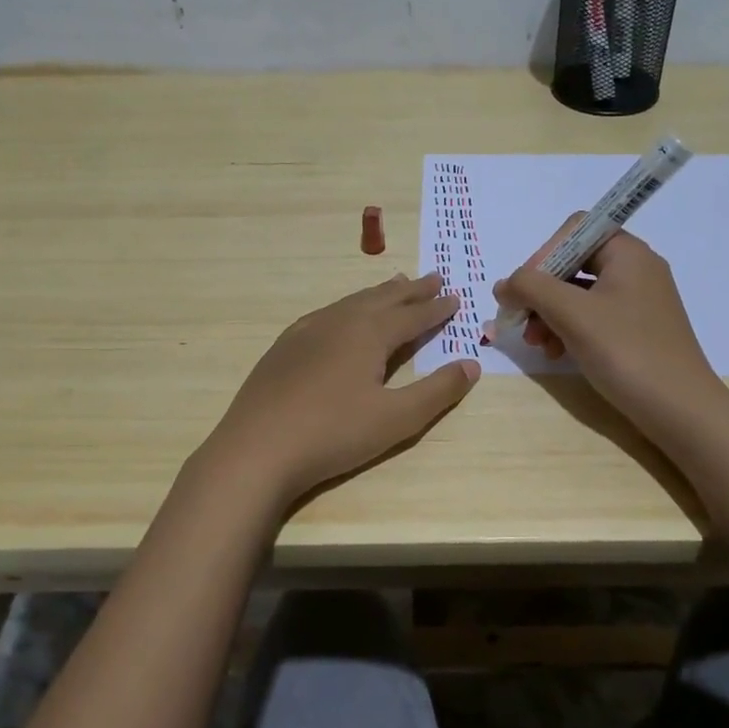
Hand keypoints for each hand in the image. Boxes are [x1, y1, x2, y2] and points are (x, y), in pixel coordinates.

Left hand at [205, 272, 480, 502]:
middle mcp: (339, 321)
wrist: (256, 449)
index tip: (455, 297)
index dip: (436, 308)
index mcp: (369, 334)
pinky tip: (341, 315)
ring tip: (395, 285)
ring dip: (378, 294)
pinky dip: (347, 307)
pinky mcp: (284, 347)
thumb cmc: (333, 434)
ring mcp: (307, 331)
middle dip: (411, 290)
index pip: (412, 315)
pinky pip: (326, 314)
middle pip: (382, 299)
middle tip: (433, 278)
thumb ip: (438, 391)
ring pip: (351, 302)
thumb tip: (472, 364)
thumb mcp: (397, 419)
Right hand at [492, 218, 725, 442]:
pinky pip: (593, 317)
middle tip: (522, 322)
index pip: (574, 231)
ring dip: (550, 314)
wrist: (680, 410)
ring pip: (579, 294)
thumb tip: (503, 285)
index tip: (524, 290)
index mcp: (627, 253)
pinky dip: (570, 330)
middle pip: (573, 263)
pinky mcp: (637, 330)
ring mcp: (639, 301)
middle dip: (542, 292)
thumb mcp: (572, 314)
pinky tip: (558, 354)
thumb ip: (531, 288)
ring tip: (538, 345)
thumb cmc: (626, 351)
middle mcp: (636, 269)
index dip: (542, 254)